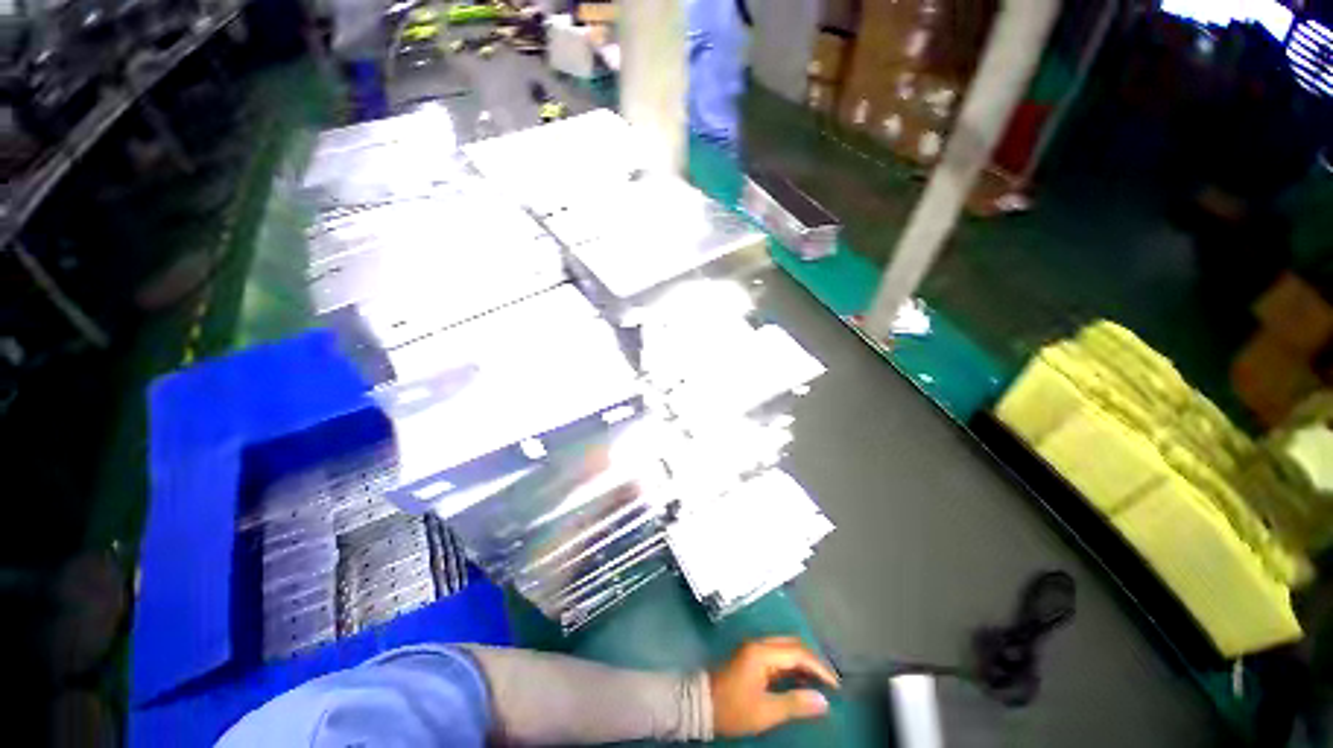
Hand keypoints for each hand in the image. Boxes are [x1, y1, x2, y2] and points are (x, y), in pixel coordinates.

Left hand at [709, 637, 839, 737]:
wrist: (702, 705)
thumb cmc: (733, 708)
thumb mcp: (765, 711)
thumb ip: (795, 704)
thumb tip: (823, 701)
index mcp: (762, 652)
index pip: (797, 653)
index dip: (819, 668)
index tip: (835, 685)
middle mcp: (759, 644)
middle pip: (792, 645)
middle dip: (813, 661)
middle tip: (830, 681)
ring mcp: (754, 649)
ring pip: (785, 648)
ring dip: (803, 662)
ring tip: (820, 682)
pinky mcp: (751, 657)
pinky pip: (778, 655)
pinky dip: (792, 665)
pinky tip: (801, 680)